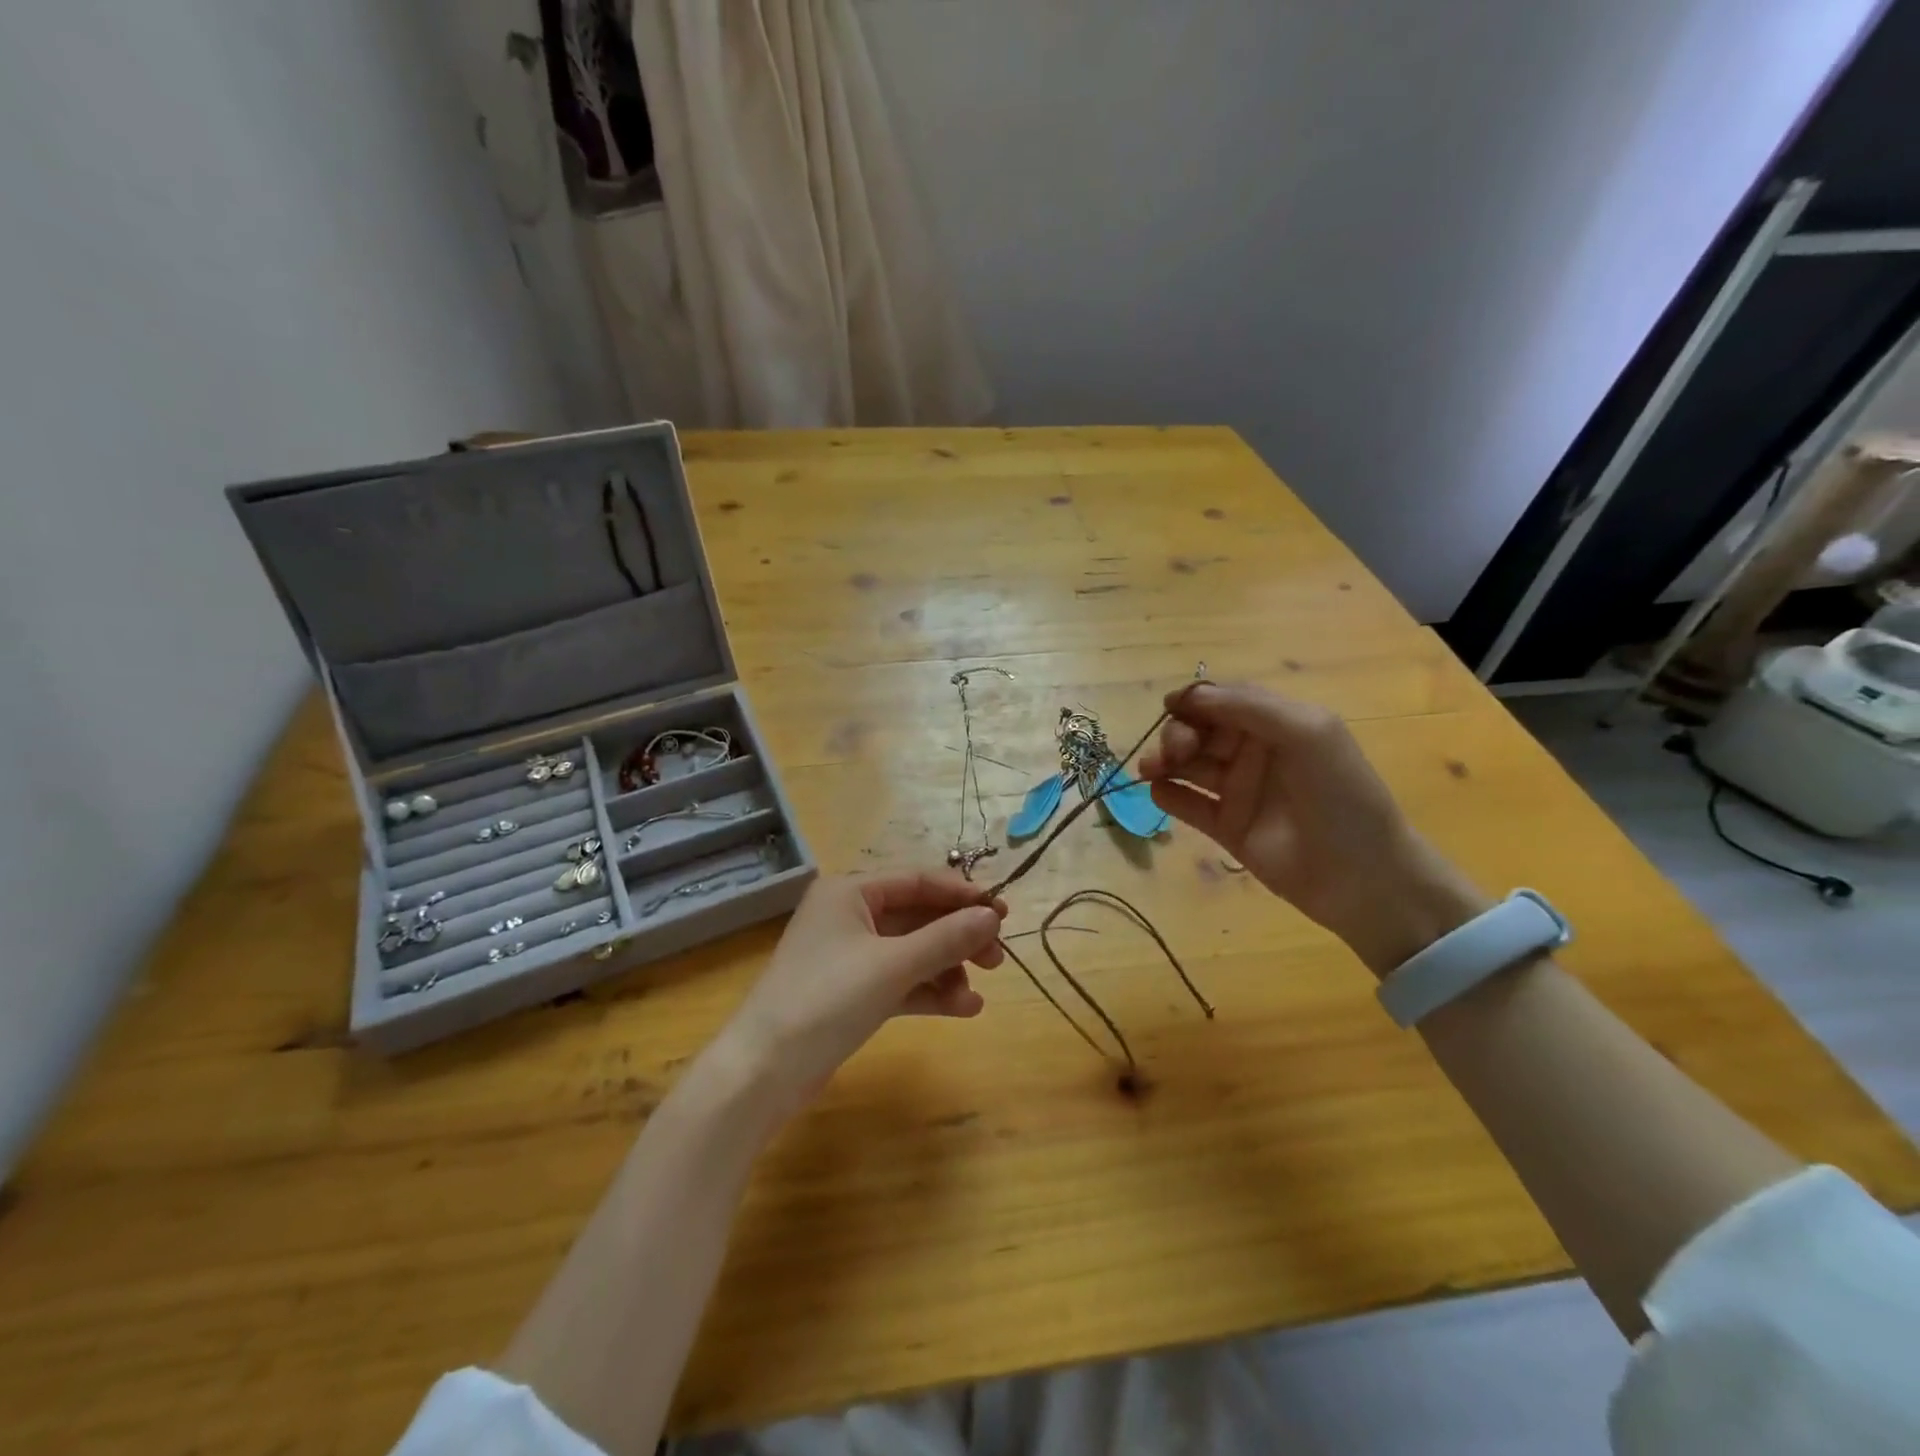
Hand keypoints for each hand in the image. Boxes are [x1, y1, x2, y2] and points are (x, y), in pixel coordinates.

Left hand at [709, 871, 1006, 1122]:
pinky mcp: (851, 992)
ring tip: (979, 992)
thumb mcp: (893, 965)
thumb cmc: (826, 1000)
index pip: (919, 880)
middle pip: (918, 916)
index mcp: (851, 891)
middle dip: (958, 936)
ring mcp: (849, 955)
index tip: (1003, 914)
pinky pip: (900, 980)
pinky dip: (929, 990)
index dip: (963, 895)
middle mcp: (849, 915)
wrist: (762, 1072)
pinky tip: (963, 1008)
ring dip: (947, 968)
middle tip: (997, 959)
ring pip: (912, 951)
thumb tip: (991, 916)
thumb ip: (946, 938)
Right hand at [1140, 682, 1487, 976]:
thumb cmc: (1340, 794)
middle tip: (1174, 753)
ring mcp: (1239, 791)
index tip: (1169, 706)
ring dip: (1164, 761)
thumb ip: (1247, 706)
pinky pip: (1188, 804)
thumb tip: (1187, 695)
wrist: (1362, 875)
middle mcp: (1254, 753)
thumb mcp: (1305, 731)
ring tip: (1151, 771)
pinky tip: (1159, 792)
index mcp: (1277, 724)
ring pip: (1188, 765)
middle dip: (1178, 734)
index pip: (1224, 700)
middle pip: (1200, 731)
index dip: (1194, 700)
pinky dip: (1168, 795)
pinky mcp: (1226, 827)